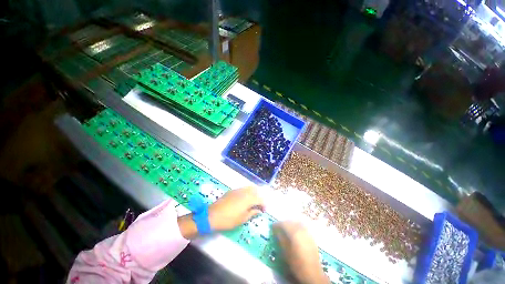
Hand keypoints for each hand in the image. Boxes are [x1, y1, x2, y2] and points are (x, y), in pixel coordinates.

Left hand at [209, 186, 264, 230]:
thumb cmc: (229, 219)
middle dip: (260, 197)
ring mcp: (238, 190)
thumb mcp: (242, 219)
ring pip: (250, 188)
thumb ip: (252, 213)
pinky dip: (248, 192)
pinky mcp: (233, 190)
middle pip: (256, 191)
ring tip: (254, 201)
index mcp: (248, 199)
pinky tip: (245, 198)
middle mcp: (244, 192)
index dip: (264, 204)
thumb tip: (259, 211)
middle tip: (260, 205)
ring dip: (254, 193)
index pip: (260, 199)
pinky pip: (243, 189)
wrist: (212, 215)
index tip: (264, 211)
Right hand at [273, 221, 328, 283]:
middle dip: (283, 224)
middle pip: (290, 222)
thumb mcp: (285, 252)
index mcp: (294, 233)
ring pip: (296, 223)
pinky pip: (302, 227)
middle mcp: (301, 230)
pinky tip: (294, 233)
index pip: (283, 224)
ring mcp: (307, 232)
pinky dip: (296, 227)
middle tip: (278, 228)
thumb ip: (281, 239)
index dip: (277, 224)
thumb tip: (276, 231)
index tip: (272, 227)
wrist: (312, 273)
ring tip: (285, 230)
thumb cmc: (296, 264)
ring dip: (290, 224)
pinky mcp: (311, 237)